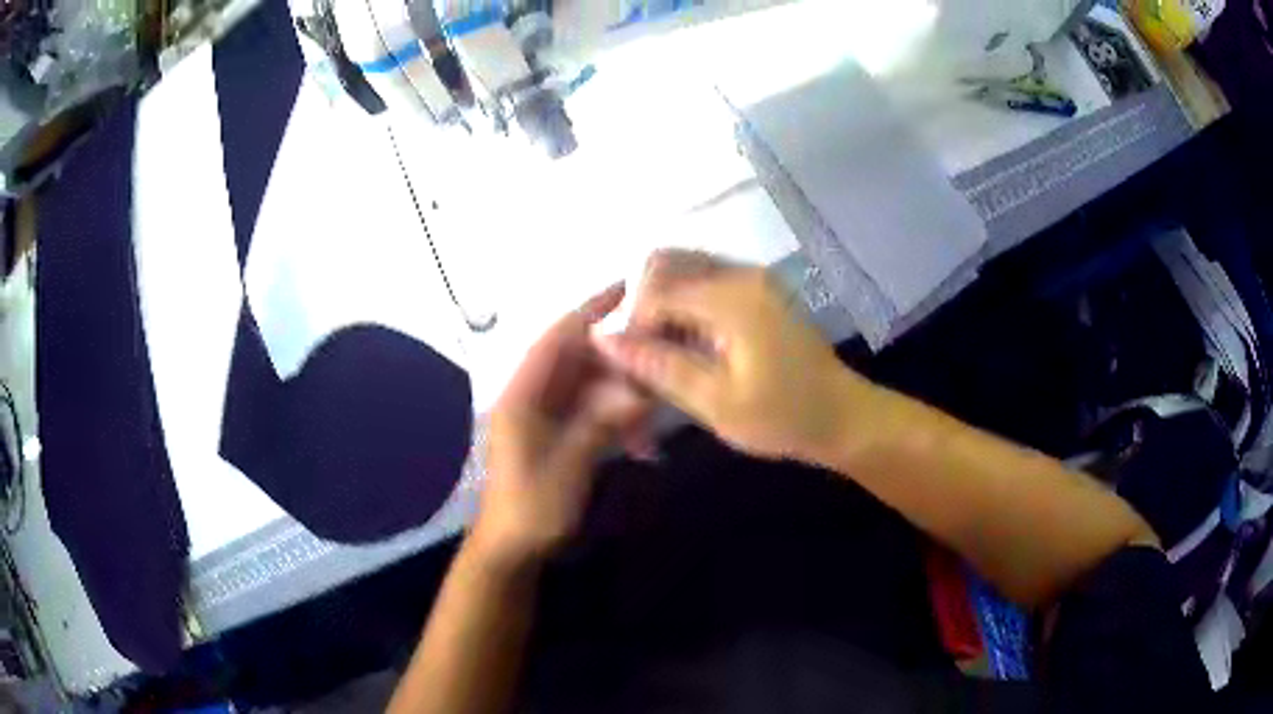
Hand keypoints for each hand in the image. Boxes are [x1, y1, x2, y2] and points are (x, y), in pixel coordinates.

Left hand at [473, 284, 650, 568]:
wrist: (513, 548)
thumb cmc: (531, 507)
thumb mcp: (567, 466)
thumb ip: (599, 423)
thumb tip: (638, 389)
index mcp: (523, 395)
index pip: (557, 338)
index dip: (589, 310)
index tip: (625, 288)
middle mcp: (533, 396)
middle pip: (579, 359)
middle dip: (619, 357)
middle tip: (661, 354)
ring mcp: (546, 416)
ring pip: (591, 386)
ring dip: (622, 394)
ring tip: (656, 406)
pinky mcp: (559, 434)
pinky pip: (593, 412)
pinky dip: (617, 420)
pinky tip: (641, 443)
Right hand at [596, 251, 874, 464]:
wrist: (843, 417)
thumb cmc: (783, 417)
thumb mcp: (716, 402)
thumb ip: (659, 365)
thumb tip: (602, 337)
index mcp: (732, 297)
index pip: (655, 290)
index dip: (630, 325)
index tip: (628, 367)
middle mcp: (740, 273)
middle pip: (666, 263)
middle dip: (641, 305)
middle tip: (642, 354)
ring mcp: (752, 278)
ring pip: (683, 270)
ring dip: (661, 305)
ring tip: (661, 353)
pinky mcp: (757, 291)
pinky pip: (705, 281)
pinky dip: (684, 306)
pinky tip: (686, 345)